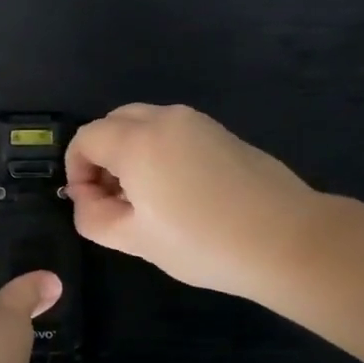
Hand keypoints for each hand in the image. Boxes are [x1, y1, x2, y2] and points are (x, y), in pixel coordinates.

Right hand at [65, 104, 321, 301]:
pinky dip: (158, 151)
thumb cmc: (202, 243)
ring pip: (144, 124)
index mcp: (137, 141)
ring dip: (129, 152)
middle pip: (113, 123)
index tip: (88, 203)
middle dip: (100, 156)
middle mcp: (164, 119)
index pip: (85, 138)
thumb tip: (85, 198)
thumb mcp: (135, 240)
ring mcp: (197, 122)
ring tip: (144, 197)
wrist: (288, 240)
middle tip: (112, 198)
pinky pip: (172, 132)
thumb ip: (93, 216)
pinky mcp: (222, 133)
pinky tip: (177, 191)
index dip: (75, 169)